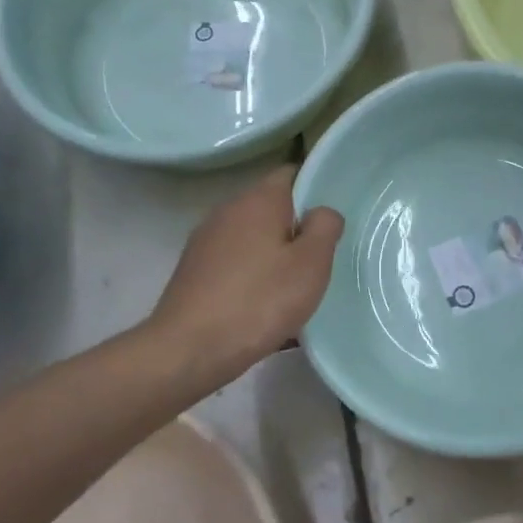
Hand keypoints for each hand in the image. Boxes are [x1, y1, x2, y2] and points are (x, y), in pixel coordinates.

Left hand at [146, 166, 343, 387]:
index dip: (316, 187)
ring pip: (253, 237)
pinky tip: (264, 306)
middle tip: (322, 257)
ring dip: (274, 254)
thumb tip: (322, 212)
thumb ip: (325, 227)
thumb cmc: (259, 301)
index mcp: (258, 200)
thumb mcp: (311, 264)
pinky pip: (235, 263)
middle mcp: (228, 210)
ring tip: (295, 286)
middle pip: (272, 206)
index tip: (333, 217)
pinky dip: (253, 275)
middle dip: (296, 227)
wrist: (189, 349)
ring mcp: (206, 240)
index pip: (292, 173)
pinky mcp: (194, 270)